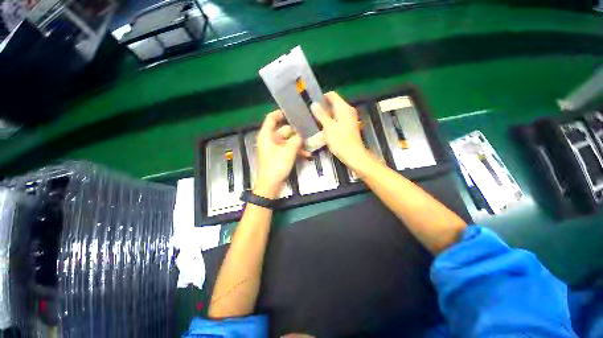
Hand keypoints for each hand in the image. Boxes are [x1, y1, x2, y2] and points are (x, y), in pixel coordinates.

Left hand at [255, 110, 306, 198]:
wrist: (270, 185)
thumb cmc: (276, 166)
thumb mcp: (288, 151)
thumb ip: (296, 140)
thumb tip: (302, 134)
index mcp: (266, 135)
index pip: (271, 118)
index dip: (281, 113)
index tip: (293, 111)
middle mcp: (270, 140)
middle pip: (284, 130)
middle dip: (296, 132)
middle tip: (309, 131)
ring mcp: (274, 148)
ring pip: (288, 141)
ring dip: (298, 144)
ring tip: (310, 145)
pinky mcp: (279, 156)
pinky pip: (288, 149)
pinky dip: (296, 151)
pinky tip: (307, 155)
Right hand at [311, 92, 372, 169]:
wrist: (353, 154)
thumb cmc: (340, 141)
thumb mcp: (328, 127)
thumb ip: (321, 114)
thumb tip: (314, 104)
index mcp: (343, 108)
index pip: (332, 95)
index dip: (322, 97)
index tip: (313, 104)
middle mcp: (348, 110)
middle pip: (334, 103)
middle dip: (323, 107)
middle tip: (313, 114)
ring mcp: (350, 118)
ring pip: (336, 112)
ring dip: (327, 115)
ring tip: (317, 121)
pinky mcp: (349, 126)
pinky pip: (339, 119)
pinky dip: (332, 121)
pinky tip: (325, 128)